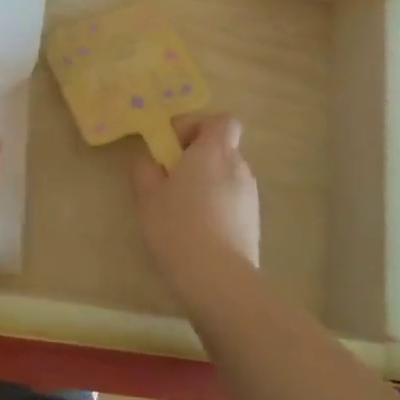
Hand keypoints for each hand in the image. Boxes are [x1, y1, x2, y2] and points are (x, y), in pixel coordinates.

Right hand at [131, 114, 260, 292]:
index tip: (173, 145)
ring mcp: (250, 196)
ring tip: (180, 209)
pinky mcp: (253, 222)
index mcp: (213, 152)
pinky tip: (196, 230)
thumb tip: (150, 161)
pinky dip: (215, 205)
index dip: (197, 125)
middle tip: (169, 179)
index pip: (221, 120)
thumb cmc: (178, 227)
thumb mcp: (147, 196)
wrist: (218, 279)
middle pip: (220, 148)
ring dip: (205, 183)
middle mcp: (238, 167)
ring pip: (225, 176)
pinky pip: (231, 200)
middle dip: (195, 158)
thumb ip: (146, 169)